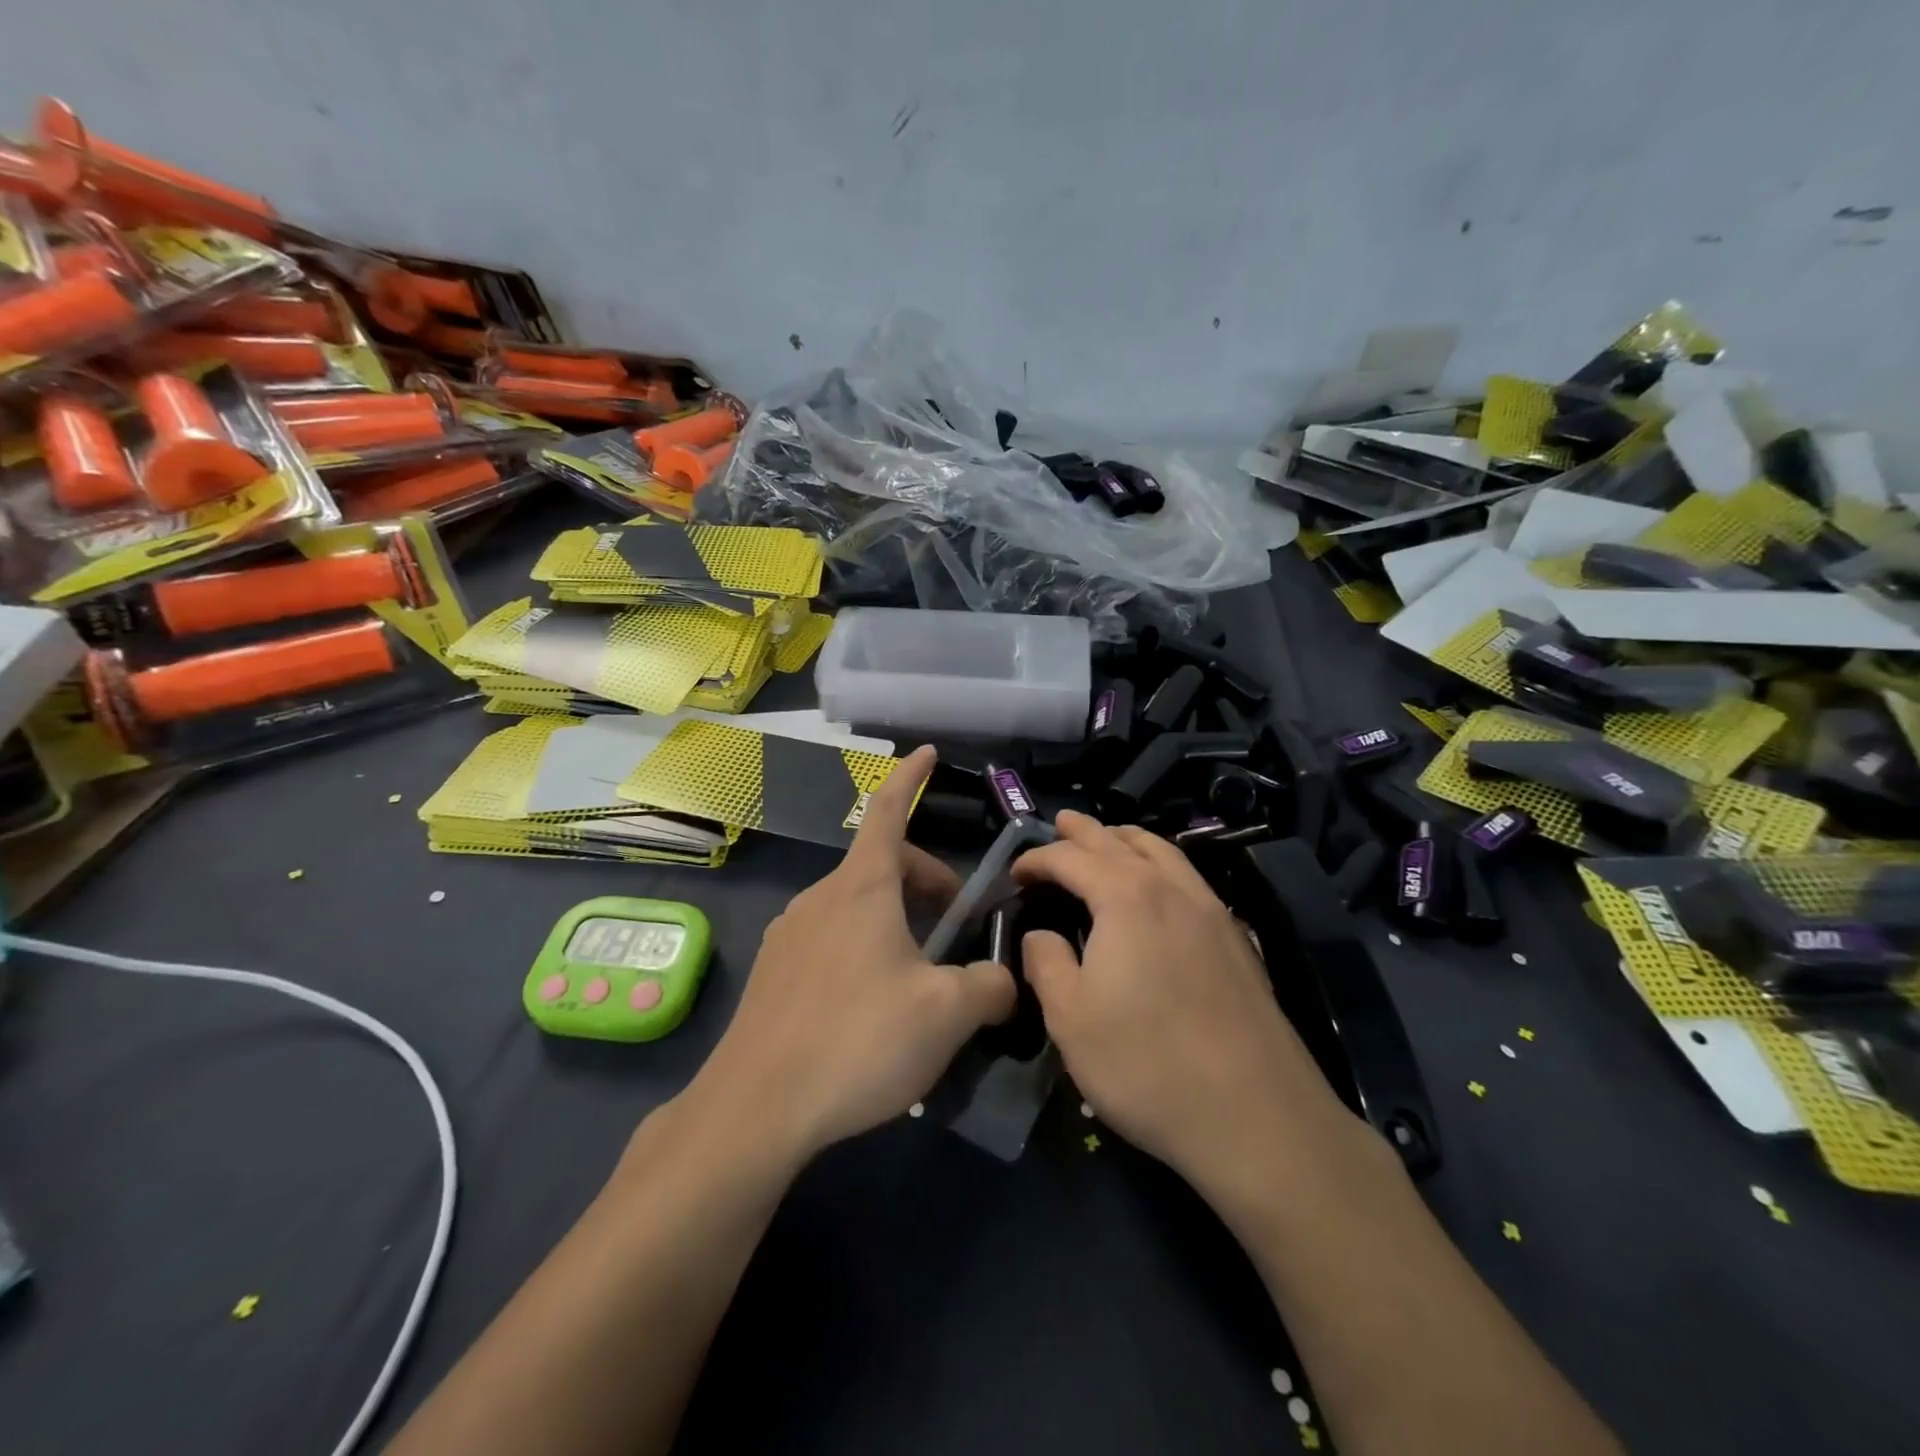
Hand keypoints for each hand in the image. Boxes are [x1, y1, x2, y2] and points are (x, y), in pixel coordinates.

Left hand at [685, 746, 1015, 1163]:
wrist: (754, 1108)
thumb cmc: (857, 1041)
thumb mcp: (946, 1014)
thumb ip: (989, 987)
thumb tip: (1002, 980)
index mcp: (862, 888)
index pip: (890, 811)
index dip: (911, 779)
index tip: (926, 752)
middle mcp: (820, 897)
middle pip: (883, 867)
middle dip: (926, 883)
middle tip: (957, 928)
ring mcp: (789, 933)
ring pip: (857, 908)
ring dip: (897, 922)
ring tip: (919, 979)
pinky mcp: (773, 972)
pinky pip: (831, 941)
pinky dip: (864, 950)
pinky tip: (873, 1008)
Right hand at [1013, 812, 1356, 1197]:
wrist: (1257, 1117)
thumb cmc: (1147, 1065)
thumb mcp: (1070, 1019)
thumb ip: (1046, 963)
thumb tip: (1041, 934)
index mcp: (1126, 898)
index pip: (1071, 858)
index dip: (1039, 859)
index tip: (1016, 873)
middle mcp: (1171, 889)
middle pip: (1121, 842)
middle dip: (1085, 831)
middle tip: (1060, 822)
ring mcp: (1212, 911)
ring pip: (1165, 852)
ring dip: (1129, 840)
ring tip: (1109, 840)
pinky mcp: (1238, 940)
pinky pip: (1190, 878)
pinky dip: (1163, 864)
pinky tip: (1160, 888)